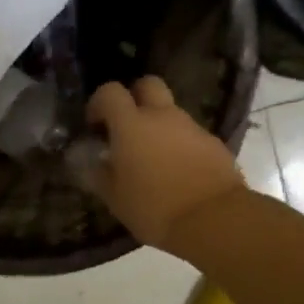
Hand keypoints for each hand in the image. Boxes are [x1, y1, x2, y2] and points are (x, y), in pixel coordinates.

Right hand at [85, 76, 245, 253]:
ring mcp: (191, 127)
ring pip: (171, 112)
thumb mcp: (115, 198)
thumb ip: (98, 174)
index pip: (110, 92)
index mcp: (131, 125)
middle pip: (148, 84)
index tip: (95, 126)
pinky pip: (190, 134)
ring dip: (159, 125)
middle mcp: (162, 116)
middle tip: (128, 126)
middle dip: (135, 97)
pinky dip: (181, 145)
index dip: (99, 103)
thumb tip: (88, 161)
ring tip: (154, 159)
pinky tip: (179, 173)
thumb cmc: (154, 208)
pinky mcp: (214, 143)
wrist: (215, 220)